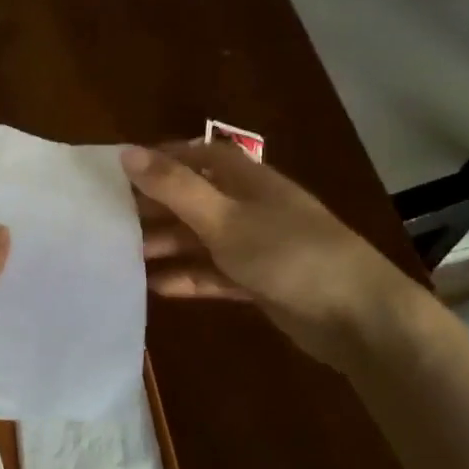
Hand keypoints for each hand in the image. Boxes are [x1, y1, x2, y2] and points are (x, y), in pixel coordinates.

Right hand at [121, 141, 412, 368]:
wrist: (357, 317)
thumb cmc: (289, 254)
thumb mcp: (225, 218)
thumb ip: (175, 187)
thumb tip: (126, 152)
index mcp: (248, 180)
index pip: (200, 156)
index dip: (163, 158)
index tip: (122, 171)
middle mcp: (251, 208)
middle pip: (195, 199)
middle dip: (156, 208)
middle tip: (110, 220)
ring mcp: (256, 247)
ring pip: (201, 239)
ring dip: (166, 246)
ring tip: (122, 257)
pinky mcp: (259, 283)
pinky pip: (214, 274)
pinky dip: (188, 278)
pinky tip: (156, 287)